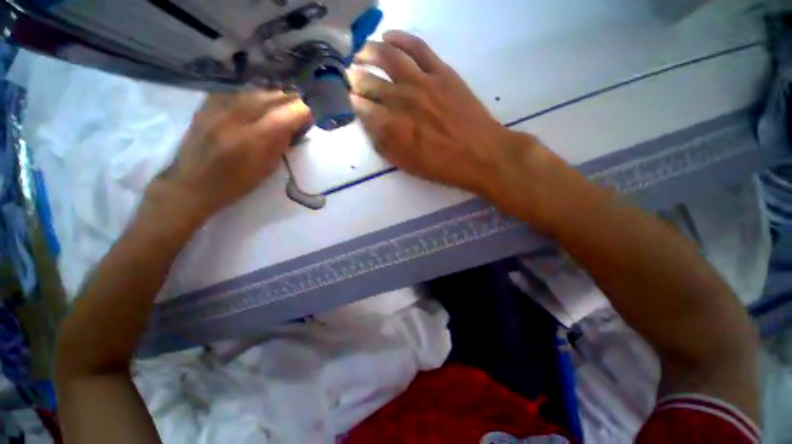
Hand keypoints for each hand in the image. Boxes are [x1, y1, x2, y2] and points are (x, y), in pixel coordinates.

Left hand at [150, 92, 311, 222]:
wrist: (191, 183)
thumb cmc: (235, 183)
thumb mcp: (268, 168)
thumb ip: (283, 143)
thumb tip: (295, 127)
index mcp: (257, 137)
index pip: (294, 110)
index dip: (304, 116)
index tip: (305, 126)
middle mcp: (239, 114)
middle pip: (278, 95)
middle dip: (291, 106)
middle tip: (292, 121)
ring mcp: (221, 105)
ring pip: (259, 90)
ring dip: (273, 102)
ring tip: (273, 117)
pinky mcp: (208, 102)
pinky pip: (240, 92)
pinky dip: (252, 100)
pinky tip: (252, 112)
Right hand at [347, 31, 535, 198]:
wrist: (481, 154)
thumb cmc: (442, 166)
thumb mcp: (407, 165)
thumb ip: (384, 145)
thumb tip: (369, 124)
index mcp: (392, 127)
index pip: (362, 107)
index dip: (353, 102)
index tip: (350, 100)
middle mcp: (401, 99)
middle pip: (369, 82)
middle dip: (355, 79)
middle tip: (350, 76)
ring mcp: (422, 81)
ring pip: (387, 57)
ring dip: (368, 52)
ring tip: (360, 53)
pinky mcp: (441, 71)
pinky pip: (417, 47)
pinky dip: (399, 38)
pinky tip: (388, 36)